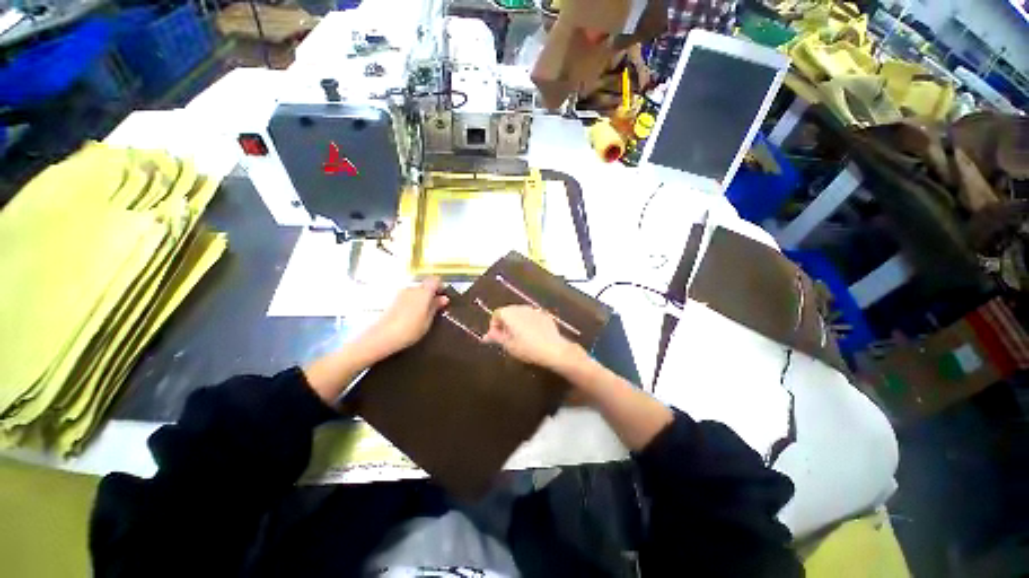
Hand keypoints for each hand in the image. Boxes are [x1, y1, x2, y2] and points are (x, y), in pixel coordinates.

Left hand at [362, 277, 448, 357]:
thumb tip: (444, 298)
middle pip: (425, 285)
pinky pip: (408, 297)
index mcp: (423, 292)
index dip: (441, 287)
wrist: (383, 336)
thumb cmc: (410, 329)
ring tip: (424, 313)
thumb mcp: (428, 320)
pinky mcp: (393, 300)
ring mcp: (401, 293)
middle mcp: (412, 288)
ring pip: (416, 291)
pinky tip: (413, 315)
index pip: (435, 280)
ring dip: (422, 298)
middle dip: (431, 293)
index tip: (443, 297)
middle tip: (436, 307)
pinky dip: (413, 302)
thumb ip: (435, 307)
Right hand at [483, 305, 581, 371]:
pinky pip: (532, 317)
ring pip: (520, 314)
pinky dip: (529, 323)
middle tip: (507, 339)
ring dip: (517, 323)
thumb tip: (486, 335)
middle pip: (508, 312)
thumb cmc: (527, 348)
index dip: (494, 325)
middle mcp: (521, 307)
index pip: (496, 314)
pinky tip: (533, 336)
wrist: (553, 349)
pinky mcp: (544, 314)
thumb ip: (496, 337)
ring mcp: (534, 310)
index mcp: (509, 313)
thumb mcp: (508, 345)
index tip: (498, 337)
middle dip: (505, 323)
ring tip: (520, 338)